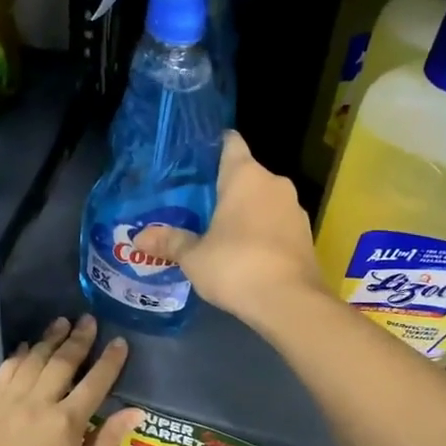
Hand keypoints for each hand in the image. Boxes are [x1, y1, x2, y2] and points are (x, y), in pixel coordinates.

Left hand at [0, 316, 142, 445]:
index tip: (120, 342)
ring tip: (60, 324)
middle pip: (61, 362)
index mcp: (66, 423)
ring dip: (47, 340)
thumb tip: (137, 410)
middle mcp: (36, 405)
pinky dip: (17, 358)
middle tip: (88, 320)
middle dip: (78, 338)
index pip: (95, 381)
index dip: (110, 360)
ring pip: (30, 361)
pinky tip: (25, 349)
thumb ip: (107, 439)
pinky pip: (2, 375)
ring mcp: (5, 406)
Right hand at [135, 133, 326, 329]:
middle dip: (225, 188)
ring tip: (220, 232)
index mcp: (245, 175)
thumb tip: (138, 239)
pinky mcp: (306, 235)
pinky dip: (263, 232)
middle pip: (246, 174)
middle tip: (198, 206)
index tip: (195, 161)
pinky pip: (277, 224)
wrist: (290, 302)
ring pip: (264, 200)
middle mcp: (275, 183)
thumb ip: (170, 242)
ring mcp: (295, 209)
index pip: (230, 143)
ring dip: (246, 212)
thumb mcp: (194, 257)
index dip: (213, 147)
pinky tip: (245, 253)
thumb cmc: (235, 266)